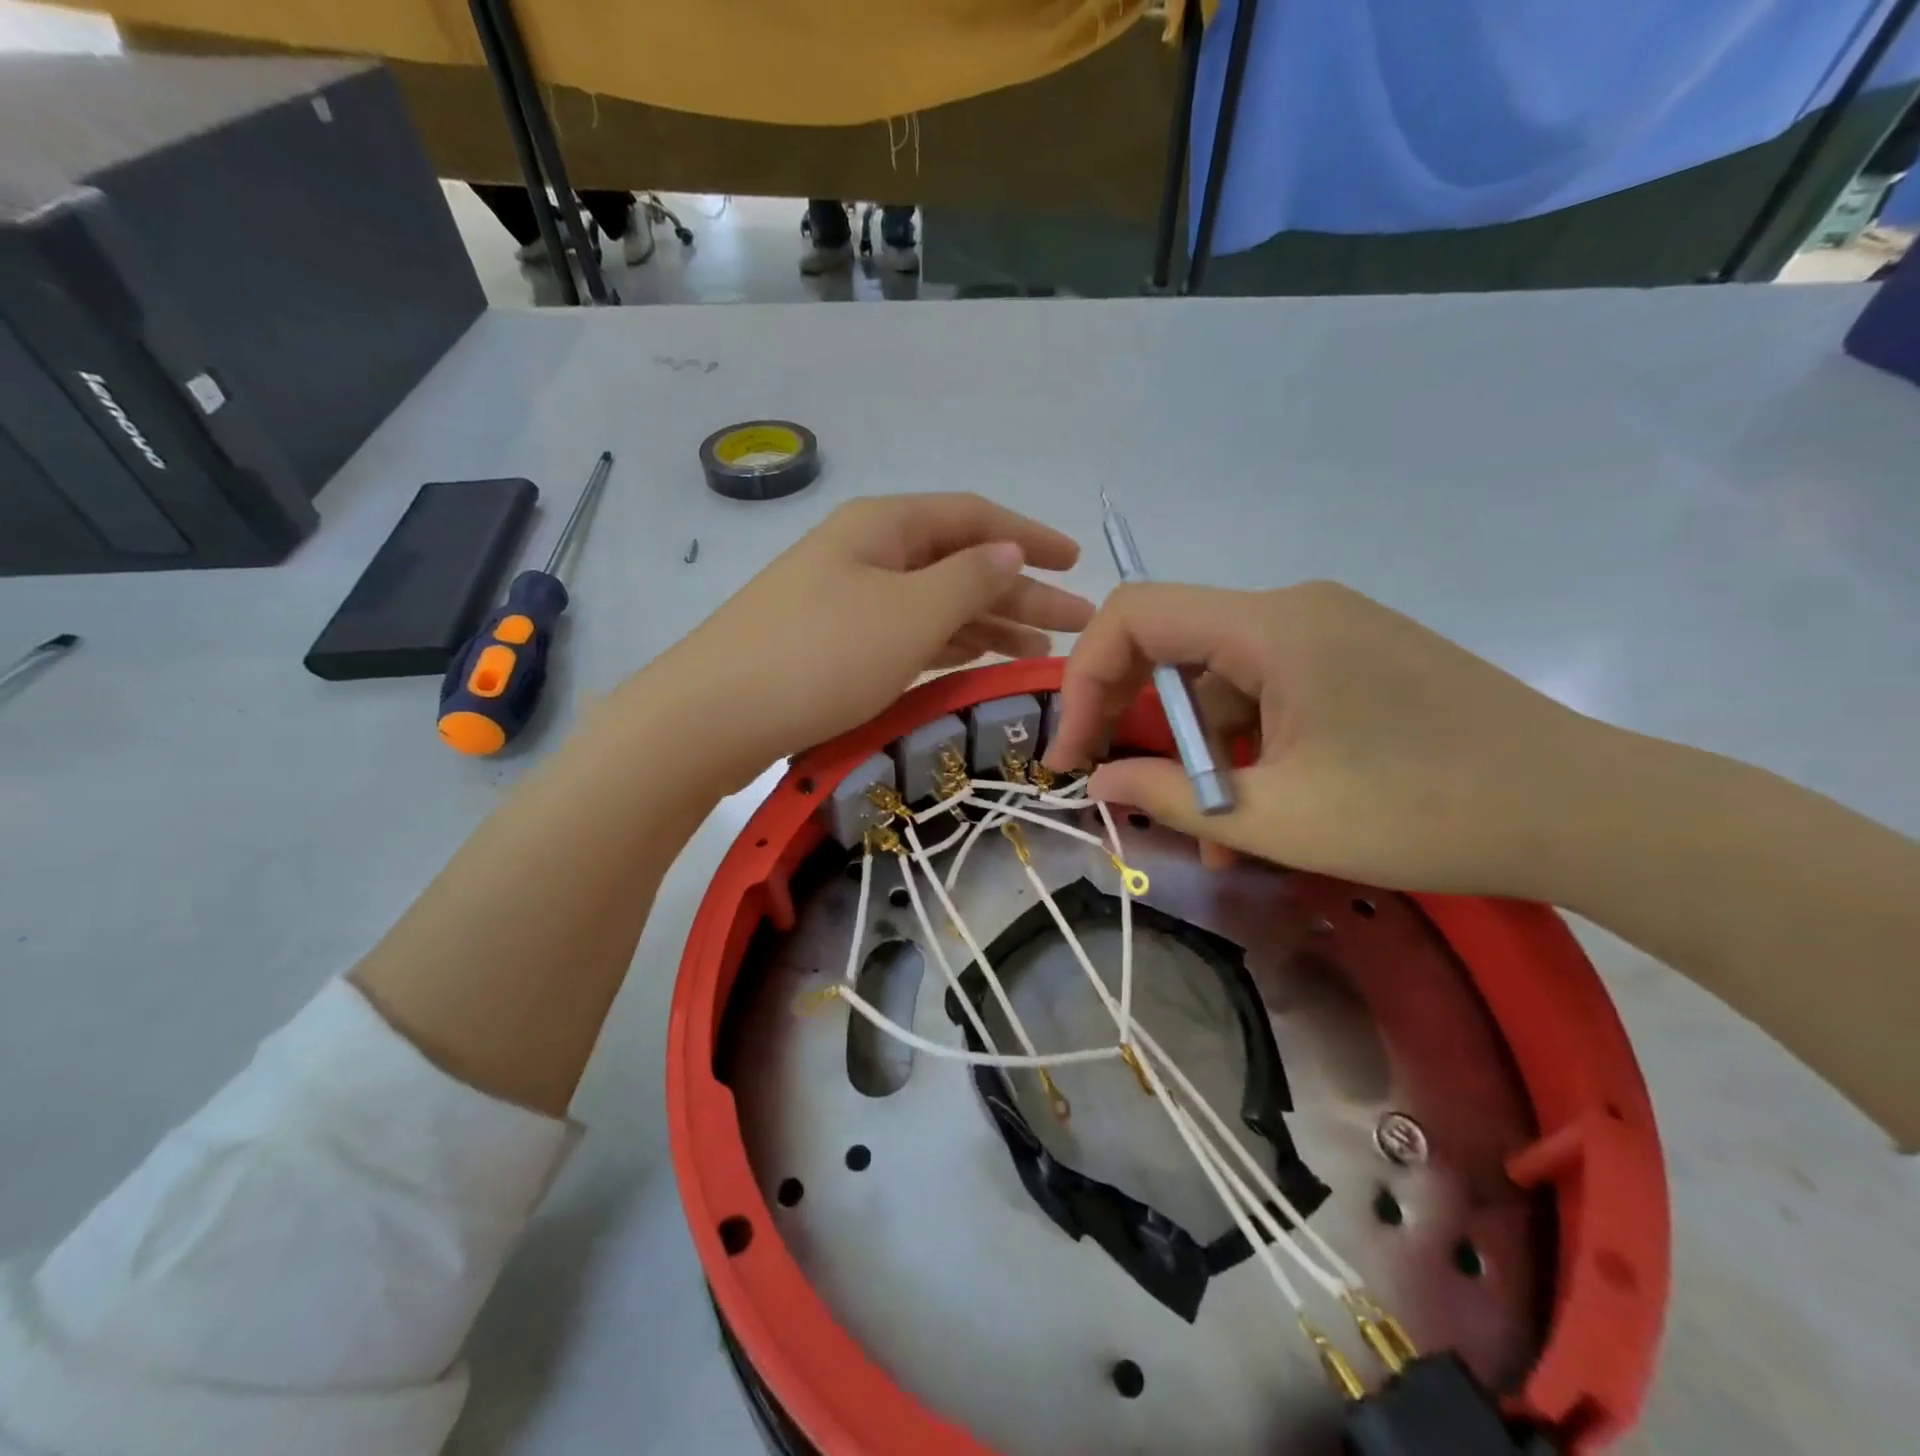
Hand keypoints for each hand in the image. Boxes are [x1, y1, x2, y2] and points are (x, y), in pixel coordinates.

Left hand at [654, 493, 1092, 781]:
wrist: (709, 718)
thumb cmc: (818, 657)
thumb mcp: (907, 615)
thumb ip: (967, 581)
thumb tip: (1008, 552)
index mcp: (884, 527)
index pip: (975, 518)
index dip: (1029, 537)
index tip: (1077, 561)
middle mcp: (867, 554)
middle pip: (960, 563)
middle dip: (1021, 590)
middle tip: (1077, 622)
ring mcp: (847, 600)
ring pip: (936, 603)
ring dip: (989, 622)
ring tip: (1040, 649)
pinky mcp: (834, 645)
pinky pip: (909, 635)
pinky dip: (949, 646)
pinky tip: (976, 662)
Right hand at [1042, 581, 1595, 897]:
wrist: (1589, 812)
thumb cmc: (1424, 812)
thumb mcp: (1277, 817)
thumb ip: (1169, 795)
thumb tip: (1098, 783)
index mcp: (1271, 626)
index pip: (1134, 615)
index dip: (1084, 680)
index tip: (1072, 754)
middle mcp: (1294, 610)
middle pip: (1174, 647)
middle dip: (1135, 722)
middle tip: (1117, 789)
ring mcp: (1331, 634)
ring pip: (1223, 684)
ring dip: (1199, 754)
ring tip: (1208, 837)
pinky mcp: (1356, 662)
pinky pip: (1270, 696)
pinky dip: (1247, 750)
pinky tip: (1260, 814)